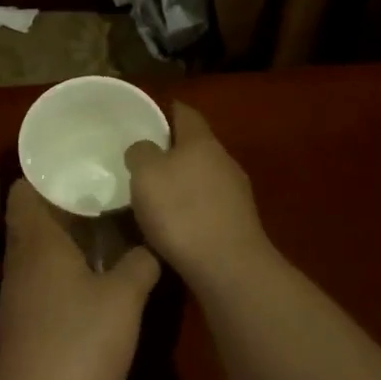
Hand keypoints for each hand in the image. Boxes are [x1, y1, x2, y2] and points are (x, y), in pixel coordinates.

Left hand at [0, 182, 159, 379]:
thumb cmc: (77, 344)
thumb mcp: (124, 300)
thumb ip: (140, 263)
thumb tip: (151, 243)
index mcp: (38, 239)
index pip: (25, 187)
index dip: (47, 171)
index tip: (80, 159)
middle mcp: (22, 258)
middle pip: (35, 214)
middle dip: (66, 199)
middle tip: (105, 184)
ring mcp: (20, 292)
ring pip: (41, 246)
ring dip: (68, 233)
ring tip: (108, 221)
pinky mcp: (26, 321)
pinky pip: (44, 274)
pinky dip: (66, 264)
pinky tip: (97, 272)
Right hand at [124, 102, 273, 294]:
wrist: (229, 269)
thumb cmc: (182, 212)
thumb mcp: (146, 174)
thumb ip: (141, 153)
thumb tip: (144, 148)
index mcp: (201, 140)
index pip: (184, 112)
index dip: (166, 110)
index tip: (146, 116)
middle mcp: (223, 159)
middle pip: (195, 145)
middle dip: (172, 150)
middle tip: (144, 160)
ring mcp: (236, 192)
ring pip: (203, 176)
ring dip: (183, 182)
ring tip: (156, 196)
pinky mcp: (239, 223)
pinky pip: (209, 205)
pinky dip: (192, 208)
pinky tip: (176, 226)